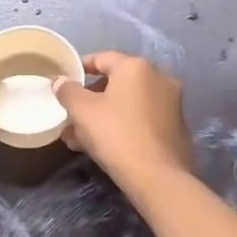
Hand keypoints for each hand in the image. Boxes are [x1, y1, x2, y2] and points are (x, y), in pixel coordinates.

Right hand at [53, 52, 191, 191]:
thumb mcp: (82, 111)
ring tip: (79, 137)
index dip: (80, 68)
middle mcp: (158, 78)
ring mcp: (171, 102)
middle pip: (116, 82)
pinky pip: (141, 118)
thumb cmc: (116, 135)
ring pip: (127, 103)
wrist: (158, 178)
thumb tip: (61, 81)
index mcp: (136, 68)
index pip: (102, 58)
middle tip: (71, 115)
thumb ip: (68, 91)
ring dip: (103, 115)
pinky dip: (122, 125)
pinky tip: (103, 146)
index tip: (65, 82)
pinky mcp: (176, 126)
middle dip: (90, 98)